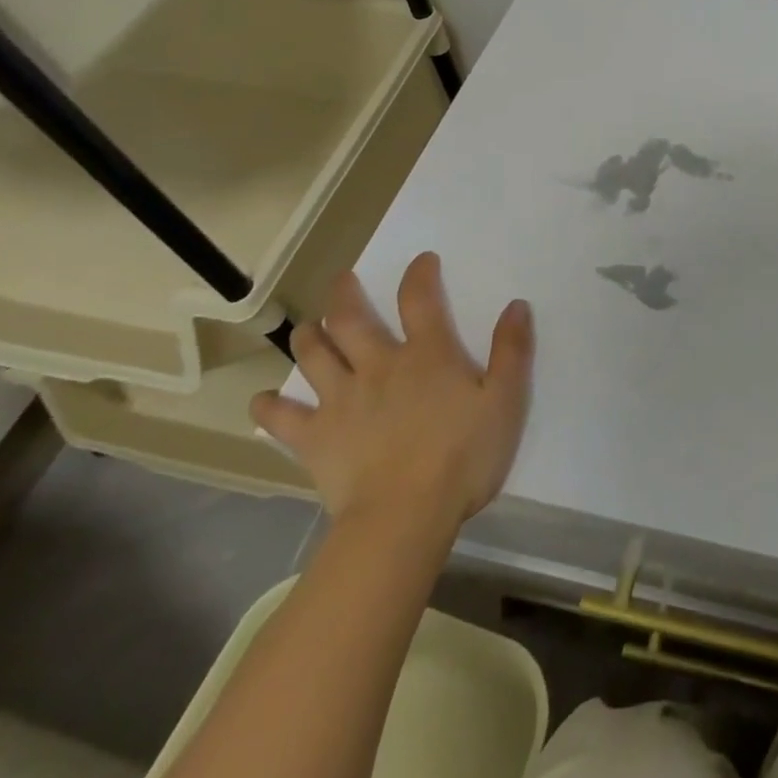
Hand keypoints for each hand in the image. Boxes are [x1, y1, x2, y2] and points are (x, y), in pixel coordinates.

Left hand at [251, 253, 533, 533]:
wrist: (405, 516)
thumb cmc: (463, 456)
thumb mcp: (505, 400)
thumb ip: (512, 350)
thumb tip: (517, 305)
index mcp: (427, 355)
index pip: (420, 300)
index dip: (420, 275)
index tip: (421, 261)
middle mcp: (379, 366)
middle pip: (351, 320)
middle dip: (345, 295)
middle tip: (342, 280)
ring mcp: (341, 401)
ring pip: (314, 357)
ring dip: (307, 338)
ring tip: (306, 329)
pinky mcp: (315, 439)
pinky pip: (283, 419)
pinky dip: (269, 409)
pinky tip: (260, 403)